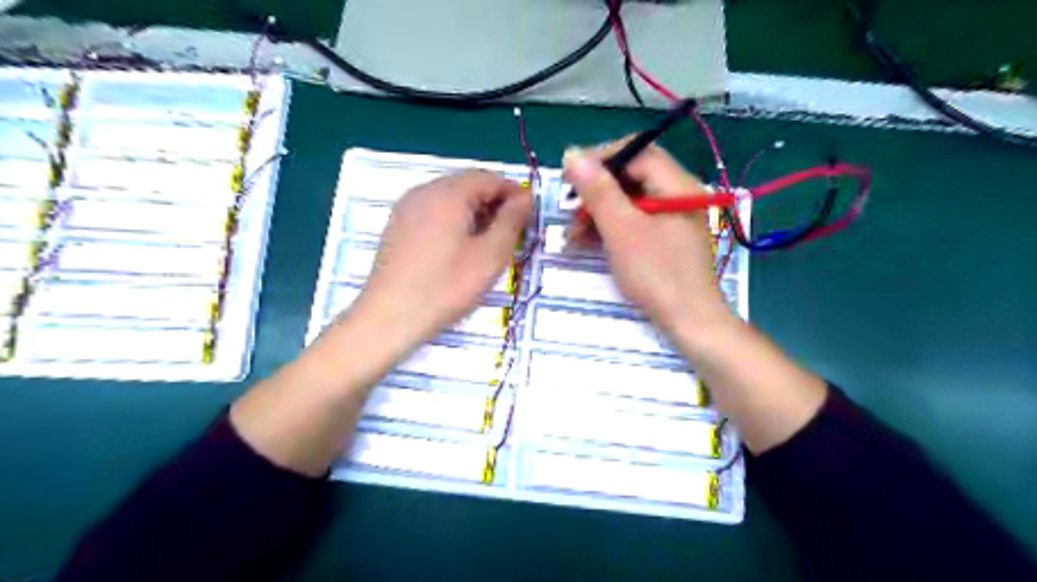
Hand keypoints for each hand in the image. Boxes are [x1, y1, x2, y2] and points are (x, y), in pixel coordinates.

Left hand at [349, 170, 533, 354]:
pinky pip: (434, 212)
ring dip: (475, 214)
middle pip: (468, 185)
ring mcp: (406, 207)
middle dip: (494, 205)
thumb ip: (511, 221)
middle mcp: (424, 191)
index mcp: (448, 193)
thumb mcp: (489, 256)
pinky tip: (459, 250)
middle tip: (510, 236)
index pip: (490, 178)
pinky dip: (454, 222)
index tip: (528, 219)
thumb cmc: (445, 287)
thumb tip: (525, 198)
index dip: (514, 194)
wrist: (388, 318)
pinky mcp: (398, 226)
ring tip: (487, 246)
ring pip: (451, 199)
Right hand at [565, 140, 731, 339]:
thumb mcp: (622, 230)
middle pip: (632, 176)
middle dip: (596, 191)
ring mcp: (672, 218)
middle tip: (569, 208)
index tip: (570, 176)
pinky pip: (634, 221)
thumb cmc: (656, 274)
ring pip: (629, 200)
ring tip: (573, 233)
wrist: (689, 321)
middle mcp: (677, 194)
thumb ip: (598, 191)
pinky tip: (587, 241)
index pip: (637, 152)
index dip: (601, 158)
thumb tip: (572, 153)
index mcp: (676, 185)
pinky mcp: (665, 238)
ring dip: (598, 212)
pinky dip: (610, 227)